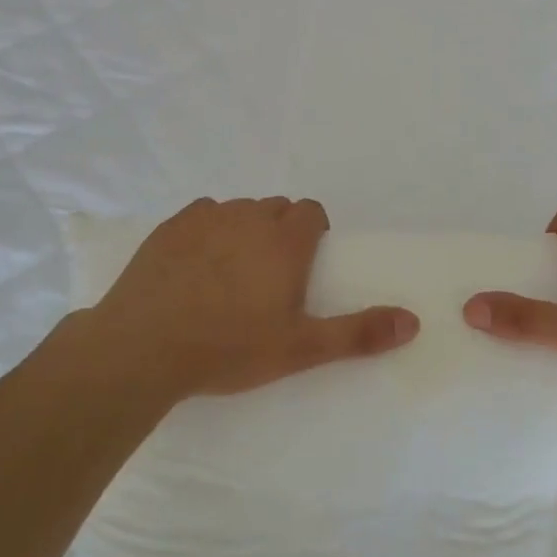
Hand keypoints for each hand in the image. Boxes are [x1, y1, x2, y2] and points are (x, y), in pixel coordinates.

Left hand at [84, 197, 418, 402]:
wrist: (143, 348)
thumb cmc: (229, 347)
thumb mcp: (300, 348)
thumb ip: (358, 333)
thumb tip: (413, 322)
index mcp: (284, 240)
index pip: (311, 211)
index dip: (314, 232)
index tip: (306, 264)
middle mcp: (247, 217)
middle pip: (276, 207)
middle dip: (282, 231)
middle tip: (272, 275)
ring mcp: (205, 218)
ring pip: (238, 209)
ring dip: (245, 228)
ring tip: (233, 272)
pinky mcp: (169, 227)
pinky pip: (202, 215)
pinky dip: (208, 230)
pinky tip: (196, 265)